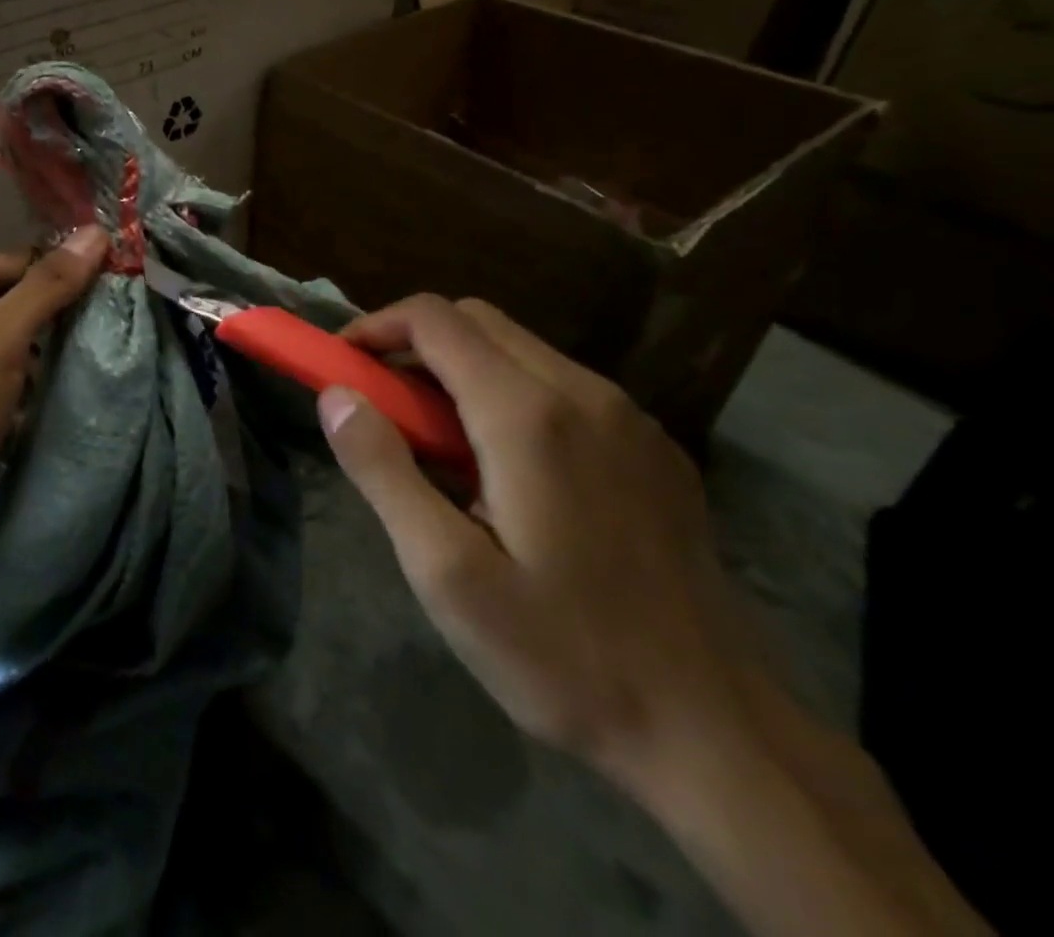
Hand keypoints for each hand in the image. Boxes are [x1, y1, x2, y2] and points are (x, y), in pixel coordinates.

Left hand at [0, 226, 108, 573]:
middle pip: (17, 298)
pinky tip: (39, 405)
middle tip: (98, 345)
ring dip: (41, 358)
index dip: (70, 278)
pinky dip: (21, 385)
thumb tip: (95, 232)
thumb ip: (46, 286)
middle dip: (56, 321)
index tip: (114, 305)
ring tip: (75, 377)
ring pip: (10, 339)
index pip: (26, 260)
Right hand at [316, 294, 756, 796]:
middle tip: (379, 404)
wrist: (718, 735)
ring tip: (434, 443)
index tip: (340, 366)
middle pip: (477, 321)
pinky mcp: (654, 450)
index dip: (375, 326)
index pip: (434, 319)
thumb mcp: (446, 572)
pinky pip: (562, 385)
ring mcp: (630, 419)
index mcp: (528, 415)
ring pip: (521, 349)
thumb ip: (382, 470)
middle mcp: (585, 394)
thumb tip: (335, 396)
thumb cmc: (564, 655)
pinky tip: (504, 467)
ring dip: (460, 369)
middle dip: (413, 345)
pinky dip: (508, 393)